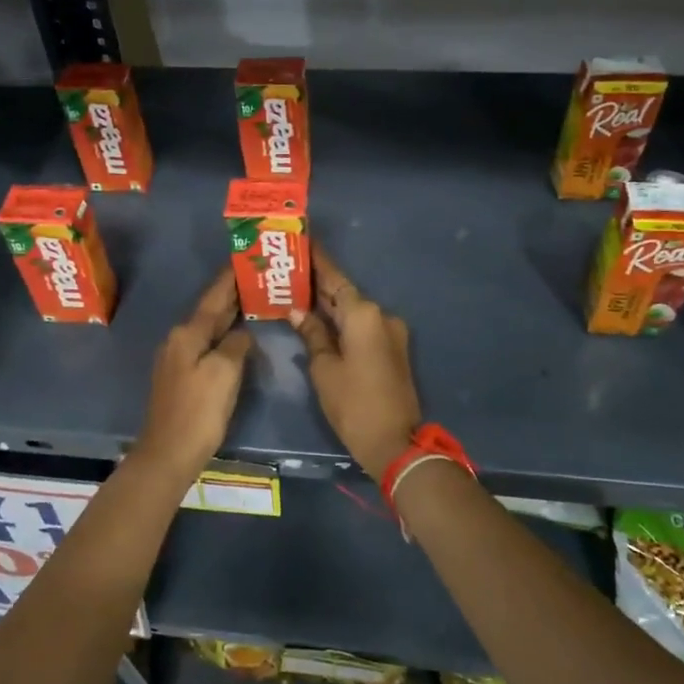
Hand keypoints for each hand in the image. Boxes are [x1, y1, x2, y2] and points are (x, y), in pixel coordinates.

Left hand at [127, 272, 251, 484]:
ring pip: (207, 329)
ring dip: (227, 316)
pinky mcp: (180, 378)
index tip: (244, 259)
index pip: (214, 298)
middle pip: (209, 311)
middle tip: (256, 278)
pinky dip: (222, 337)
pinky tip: (235, 338)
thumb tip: (241, 334)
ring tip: (251, 302)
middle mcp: (178, 340)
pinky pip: (205, 346)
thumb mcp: (224, 372)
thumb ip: (236, 345)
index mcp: (187, 334)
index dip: (230, 279)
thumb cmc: (199, 410)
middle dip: (231, 295)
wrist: (169, 453)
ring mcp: (176, 359)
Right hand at [291, 245, 421, 478]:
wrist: (394, 442)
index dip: (318, 261)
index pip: (335, 278)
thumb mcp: (324, 368)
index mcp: (363, 314)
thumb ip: (312, 333)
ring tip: (298, 295)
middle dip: (319, 284)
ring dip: (329, 305)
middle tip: (289, 271)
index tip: (303, 241)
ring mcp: (390, 332)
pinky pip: (362, 327)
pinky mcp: (392, 350)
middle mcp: (381, 315)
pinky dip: (342, 323)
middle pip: (345, 293)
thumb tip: (298, 311)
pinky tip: (320, 322)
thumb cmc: (353, 403)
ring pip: (353, 311)